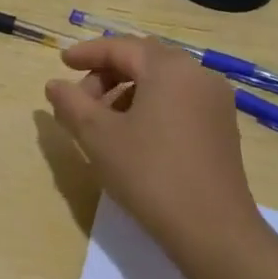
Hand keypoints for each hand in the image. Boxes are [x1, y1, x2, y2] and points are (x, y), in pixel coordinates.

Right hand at [45, 36, 264, 270]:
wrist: (213, 231)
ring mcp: (215, 100)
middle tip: (80, 98)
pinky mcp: (222, 126)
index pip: (121, 47)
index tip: (62, 63)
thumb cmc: (150, 174)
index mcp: (169, 68)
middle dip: (108, 72)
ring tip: (104, 121)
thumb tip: (54, 85)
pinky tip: (135, 134)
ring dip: (128, 90)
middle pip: (144, 59)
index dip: (87, 53)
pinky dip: (152, 104)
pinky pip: (180, 99)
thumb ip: (72, 104)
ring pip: (163, 80)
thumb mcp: (99, 137)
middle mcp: (197, 74)